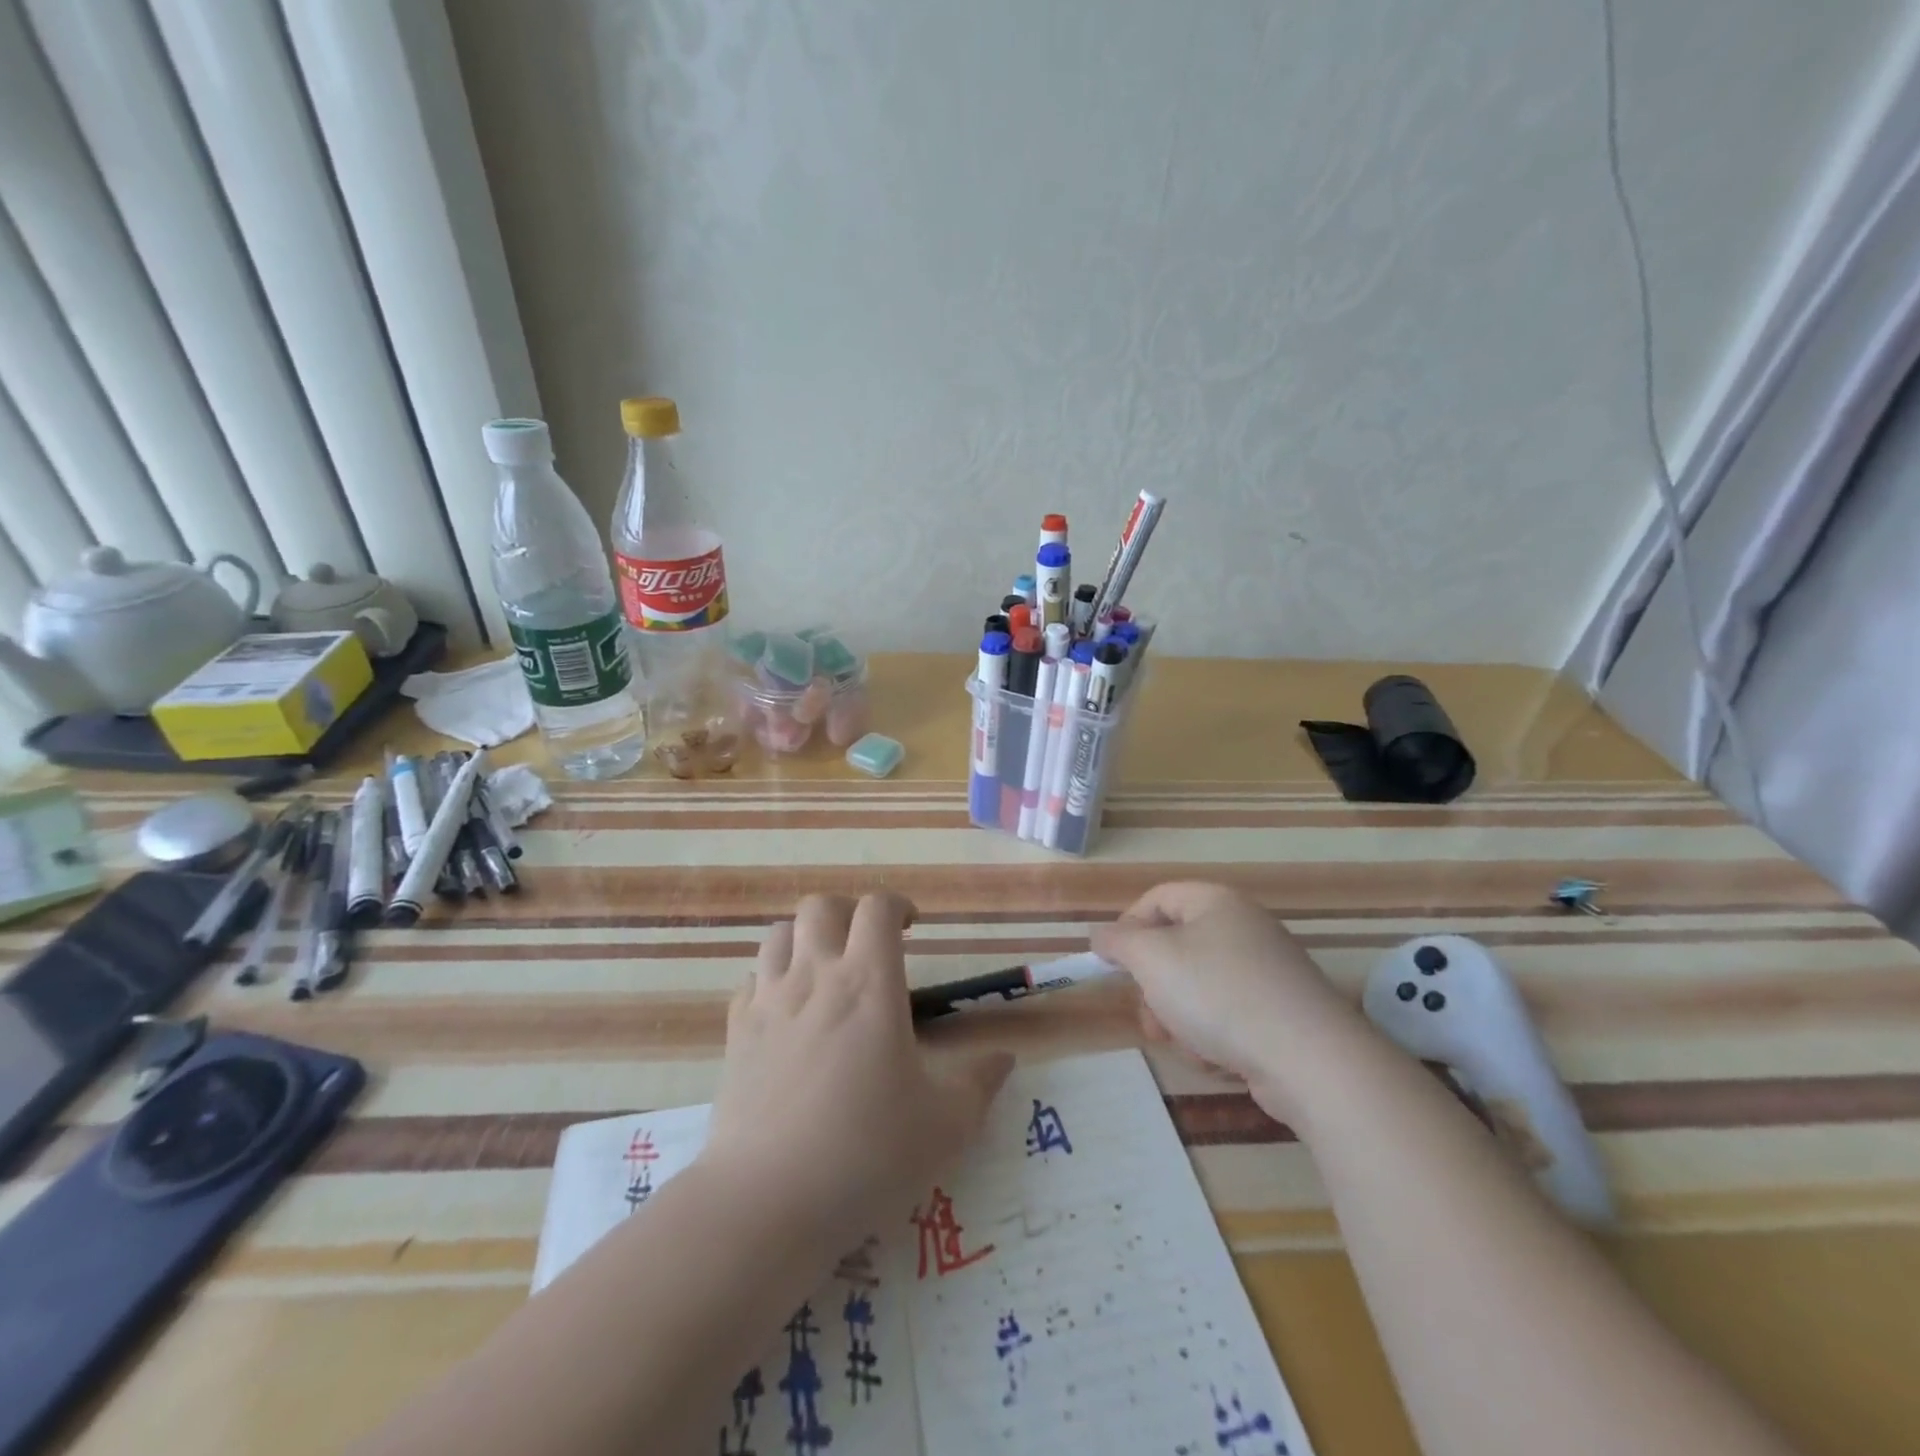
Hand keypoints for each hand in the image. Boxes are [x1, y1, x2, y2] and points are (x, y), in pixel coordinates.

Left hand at [703, 892, 1013, 1245]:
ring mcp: (768, 1001)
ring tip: (826, 971)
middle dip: (848, 913)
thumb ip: (981, 1083)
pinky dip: (771, 980)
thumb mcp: (946, 1124)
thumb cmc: (866, 1153)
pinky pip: (752, 980)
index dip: (897, 905)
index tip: (911, 928)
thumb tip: (1005, 1057)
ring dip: (806, 939)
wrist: (766, 1199)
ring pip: (780, 934)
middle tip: (867, 946)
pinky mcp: (736, 1033)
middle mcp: (815, 976)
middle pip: (821, 906)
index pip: (877, 908)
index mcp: (868, 983)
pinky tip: (787, 1013)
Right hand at [1090, 882, 1365, 1117]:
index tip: (1113, 965)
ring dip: (1179, 1016)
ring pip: (1197, 986)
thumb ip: (1118, 942)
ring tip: (1185, 1043)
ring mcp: (1266, 970)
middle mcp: (1243, 927)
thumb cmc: (1218, 994)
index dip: (1127, 928)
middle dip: (1153, 985)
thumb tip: (1102, 936)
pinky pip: (1227, 1013)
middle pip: (1175, 946)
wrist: (1309, 1059)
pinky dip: (1213, 1034)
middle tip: (1147, 1016)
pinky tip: (1217, 1058)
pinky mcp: (1280, 1012)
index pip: (1156, 898)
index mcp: (1215, 901)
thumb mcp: (1151, 959)